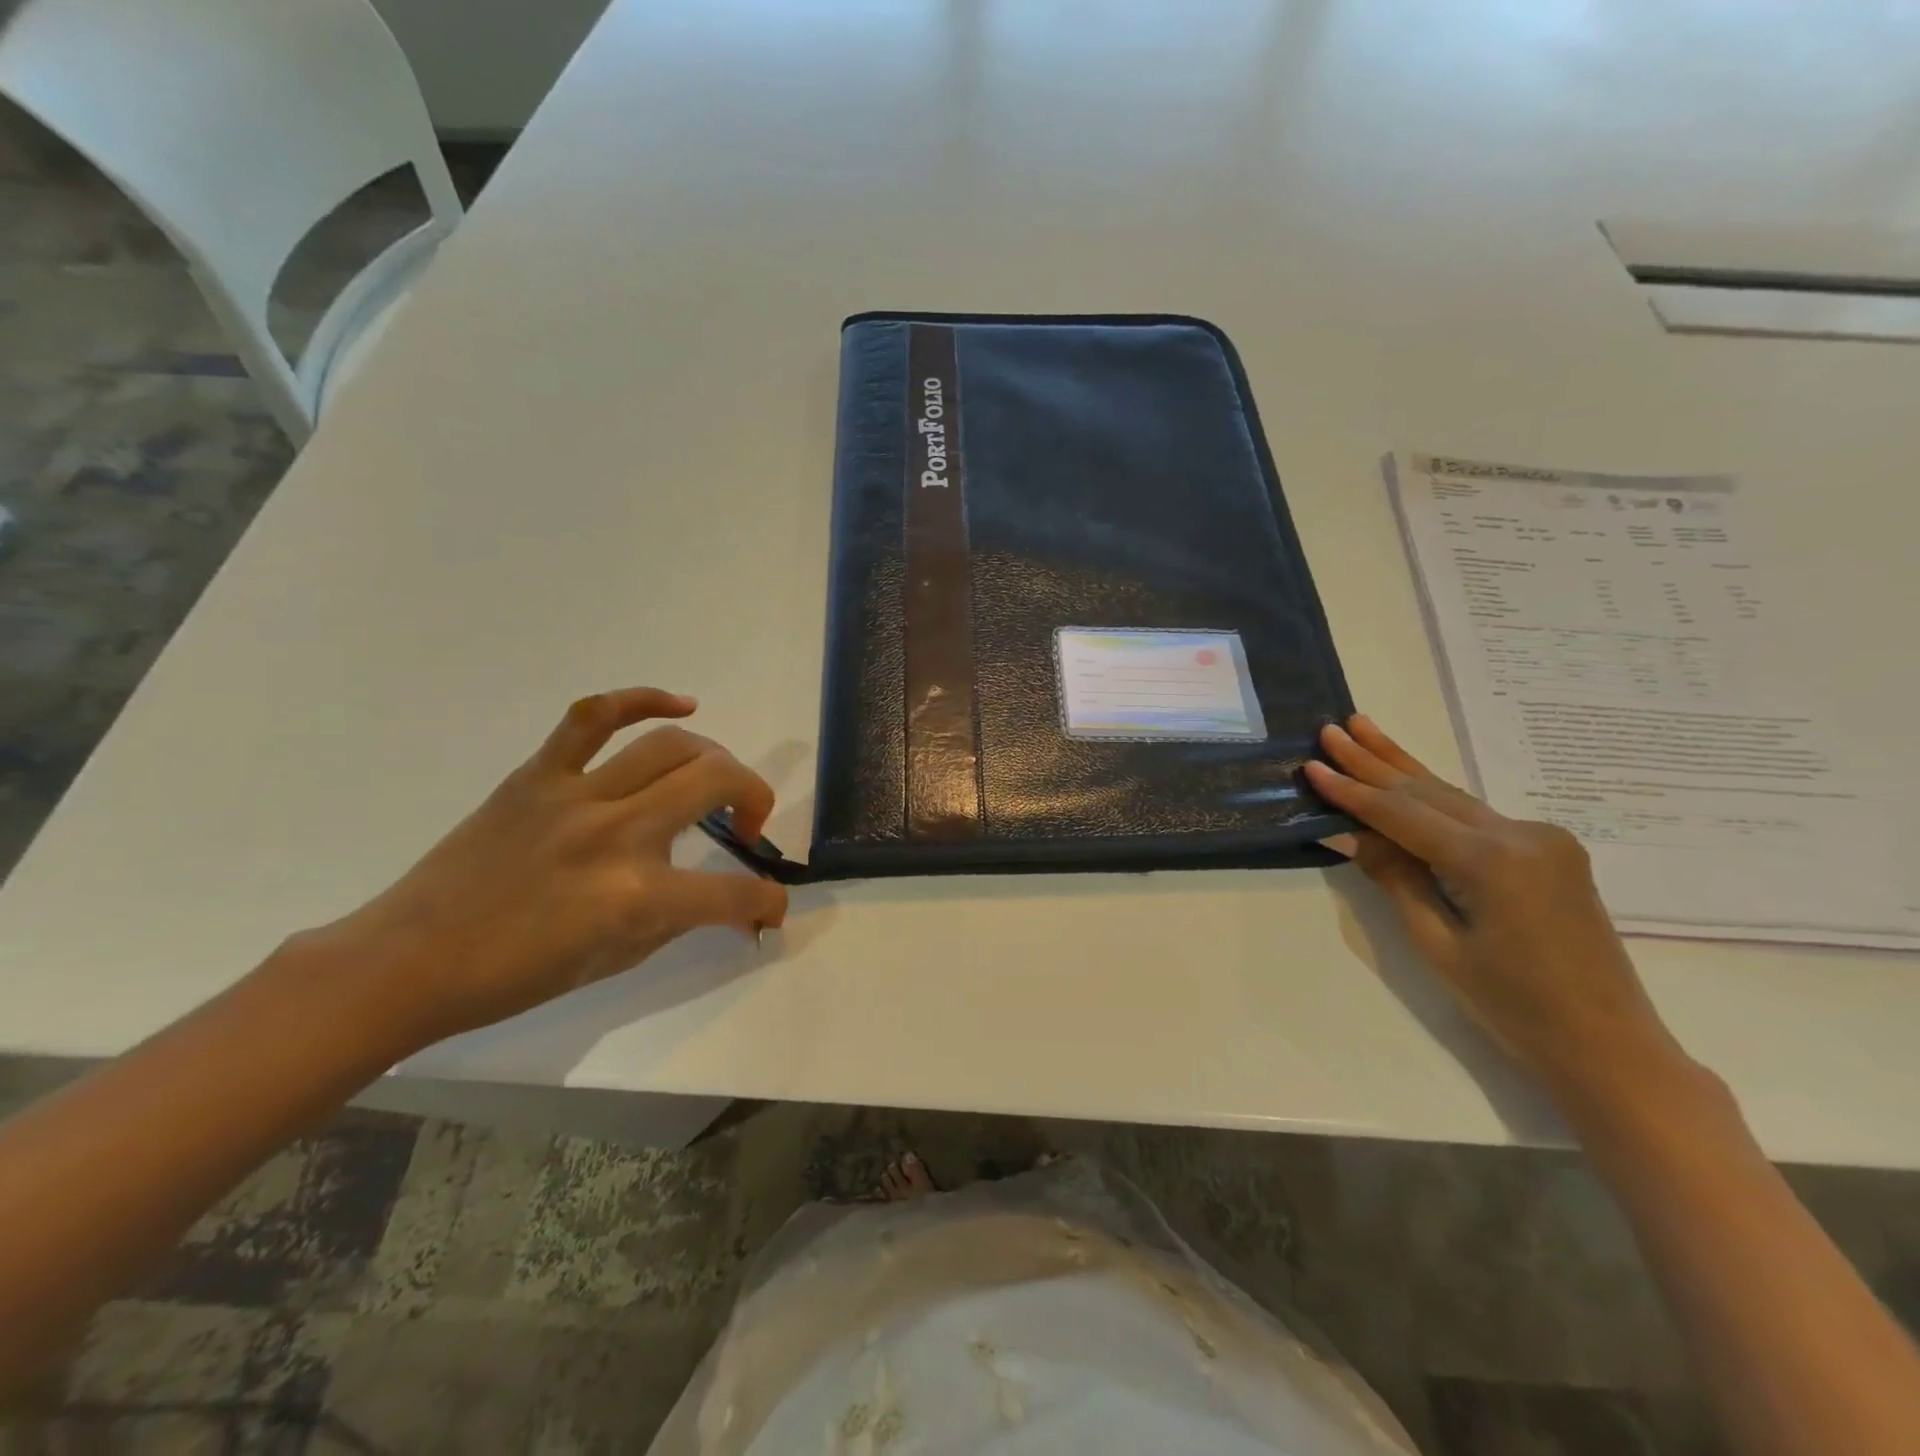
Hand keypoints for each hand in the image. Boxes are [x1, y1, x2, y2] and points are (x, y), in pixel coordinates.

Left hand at [310, 688, 788, 1044]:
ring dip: (715, 759)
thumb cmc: (517, 975)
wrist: (410, 960)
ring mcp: (575, 796)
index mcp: (636, 897)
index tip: (770, 906)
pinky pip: (595, 716)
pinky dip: (643, 700)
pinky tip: (680, 705)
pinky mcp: (538, 774)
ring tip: (716, 779)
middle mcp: (616, 835)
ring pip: (671, 746)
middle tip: (746, 823)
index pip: (735, 892)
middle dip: (755, 799)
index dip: (768, 902)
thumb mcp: (618, 958)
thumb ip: (682, 919)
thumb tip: (734, 905)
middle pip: (718, 782)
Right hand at [1304, 715, 1688, 1105]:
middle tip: (1331, 730)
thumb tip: (1352, 833)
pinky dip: (1432, 798)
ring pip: (1452, 796)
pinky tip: (1407, 777)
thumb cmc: (1514, 1007)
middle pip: (1428, 791)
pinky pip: (1475, 816)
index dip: (1352, 792)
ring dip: (1403, 767)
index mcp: (1492, 861)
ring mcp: (1542, 839)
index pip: (1402, 815)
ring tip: (1363, 729)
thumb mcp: (1438, 944)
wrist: (1609, 1046)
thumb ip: (1396, 878)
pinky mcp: (1549, 851)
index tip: (1312, 766)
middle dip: (1374, 761)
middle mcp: (1522, 834)